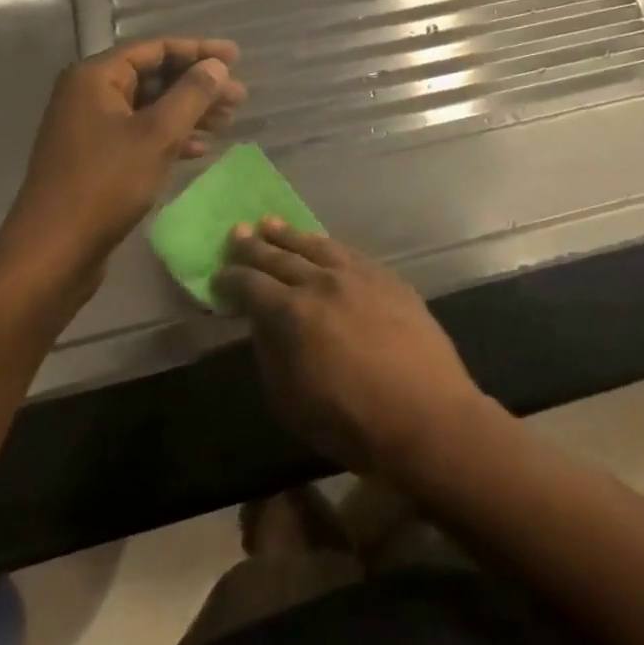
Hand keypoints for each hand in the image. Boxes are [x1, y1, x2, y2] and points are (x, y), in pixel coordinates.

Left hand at [0, 37, 244, 304]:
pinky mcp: (95, 157)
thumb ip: (192, 94)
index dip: (199, 50)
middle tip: (239, 96)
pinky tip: (198, 150)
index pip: (155, 49)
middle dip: (197, 85)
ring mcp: (90, 128)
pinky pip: (140, 133)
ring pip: (150, 107)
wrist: (54, 251)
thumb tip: (217, 66)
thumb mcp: (158, 134)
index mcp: (96, 78)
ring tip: (226, 122)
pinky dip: (170, 136)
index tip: (236, 57)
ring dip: (189, 111)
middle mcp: (89, 95)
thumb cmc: (106, 184)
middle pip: (153, 76)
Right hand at [214, 219, 489, 472]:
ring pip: (317, 246)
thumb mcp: (291, 401)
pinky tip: (322, 244)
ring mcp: (360, 275)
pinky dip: (327, 246)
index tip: (219, 274)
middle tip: (237, 232)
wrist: (425, 412)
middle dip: (255, 246)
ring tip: (271, 224)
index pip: (252, 286)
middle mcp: (324, 282)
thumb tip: (263, 323)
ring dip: (291, 236)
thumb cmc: (351, 420)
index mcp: (293, 312)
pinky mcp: (388, 278)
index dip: (231, 279)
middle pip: (282, 257)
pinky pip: (349, 253)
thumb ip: (271, 354)